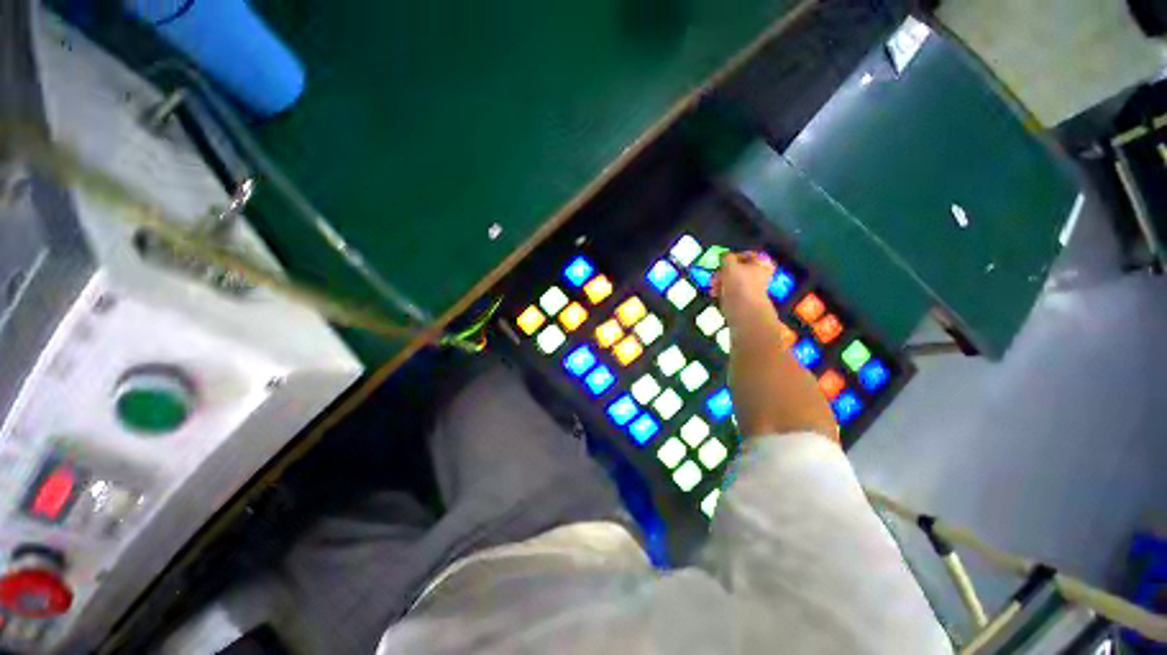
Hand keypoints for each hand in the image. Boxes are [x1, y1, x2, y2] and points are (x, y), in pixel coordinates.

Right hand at [713, 251, 775, 324]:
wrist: (743, 310)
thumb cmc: (740, 285)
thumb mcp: (730, 265)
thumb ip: (726, 257)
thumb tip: (724, 256)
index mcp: (759, 265)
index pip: (747, 255)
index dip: (734, 256)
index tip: (723, 260)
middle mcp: (756, 276)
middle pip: (737, 269)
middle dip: (723, 271)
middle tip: (716, 274)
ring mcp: (748, 289)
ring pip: (731, 281)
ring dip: (720, 282)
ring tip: (713, 285)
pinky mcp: (740, 300)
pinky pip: (729, 292)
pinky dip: (721, 292)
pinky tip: (715, 293)